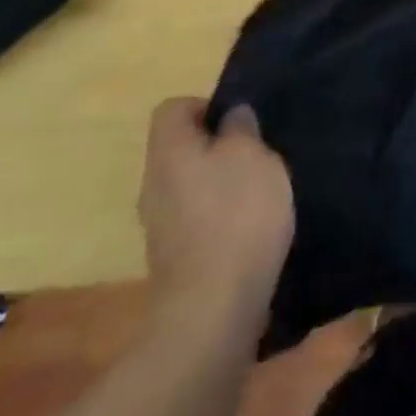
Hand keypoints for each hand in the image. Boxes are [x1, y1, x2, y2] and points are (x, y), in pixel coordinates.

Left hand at [138, 97, 293, 349]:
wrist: (213, 310)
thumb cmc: (236, 215)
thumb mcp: (252, 155)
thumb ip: (241, 128)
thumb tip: (231, 117)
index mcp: (169, 152)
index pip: (172, 109)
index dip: (206, 105)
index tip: (240, 120)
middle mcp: (154, 185)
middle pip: (181, 148)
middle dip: (218, 146)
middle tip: (258, 152)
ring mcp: (160, 226)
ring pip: (190, 185)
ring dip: (222, 183)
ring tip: (261, 190)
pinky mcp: (176, 259)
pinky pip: (197, 220)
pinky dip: (222, 217)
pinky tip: (253, 227)